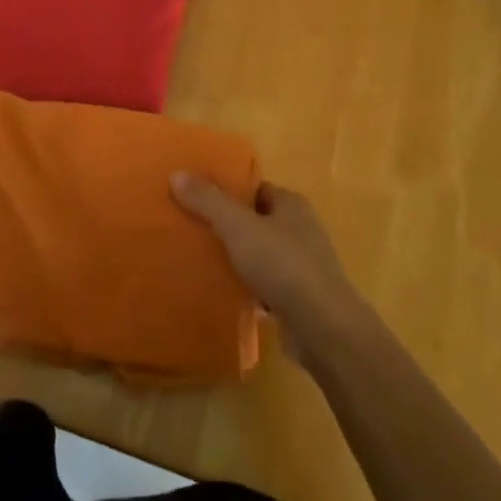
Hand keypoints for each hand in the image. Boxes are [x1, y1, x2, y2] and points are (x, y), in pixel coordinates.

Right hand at [171, 176, 363, 362]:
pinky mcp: (299, 297)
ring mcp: (302, 265)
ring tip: (198, 260)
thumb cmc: (283, 265)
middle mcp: (300, 229)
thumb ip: (208, 201)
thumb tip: (177, 173)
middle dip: (226, 225)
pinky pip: (264, 284)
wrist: (322, 327)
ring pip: (259, 254)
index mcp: (291, 204)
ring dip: (235, 257)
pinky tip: (222, 292)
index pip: (254, 188)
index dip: (226, 190)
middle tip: (189, 229)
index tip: (194, 197)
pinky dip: (245, 286)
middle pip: (255, 220)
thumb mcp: (238, 227)